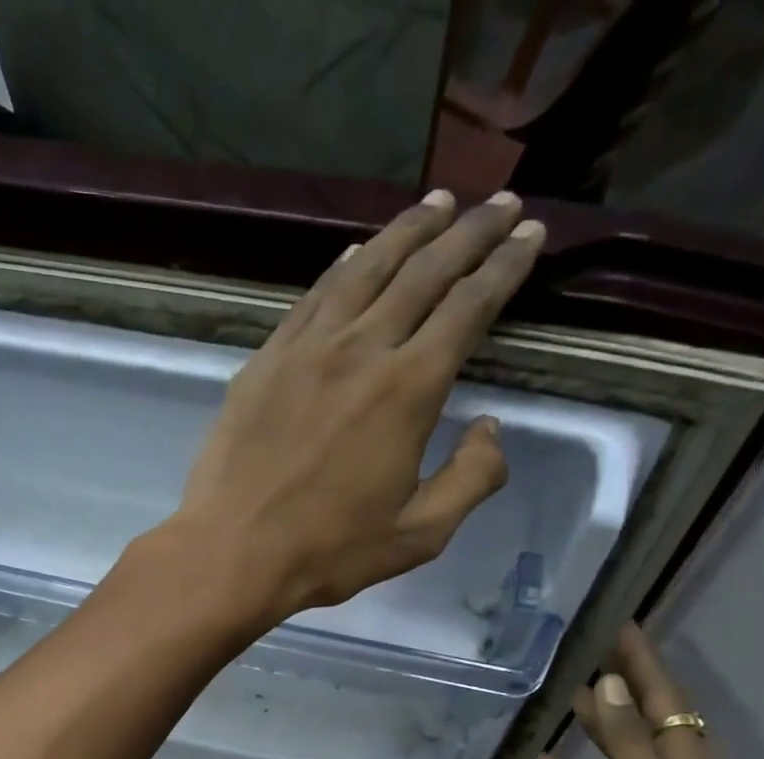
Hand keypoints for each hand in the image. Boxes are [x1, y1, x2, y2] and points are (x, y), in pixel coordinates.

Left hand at [167, 188, 545, 626]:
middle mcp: (361, 349)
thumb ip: (470, 479)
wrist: (232, 551)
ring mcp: (307, 348)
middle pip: (424, 270)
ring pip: (367, 268)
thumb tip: (492, 429)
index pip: (468, 306)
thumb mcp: (418, 535)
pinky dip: (345, 265)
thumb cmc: (328, 551)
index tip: (531, 234)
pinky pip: (314, 296)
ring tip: (440, 204)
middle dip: (470, 231)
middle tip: (502, 201)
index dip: (505, 265)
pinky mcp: (267, 359)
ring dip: (409, 230)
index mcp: (408, 390)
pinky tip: (359, 251)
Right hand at [535, 625, 763, 758]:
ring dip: (598, 725)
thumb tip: (612, 682)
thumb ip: (629, 740)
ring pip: (622, 753)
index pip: (666, 696)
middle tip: (589, 647)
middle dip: (623, 682)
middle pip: (647, 718)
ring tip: (567, 694)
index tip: (620, 621)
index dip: (643, 658)